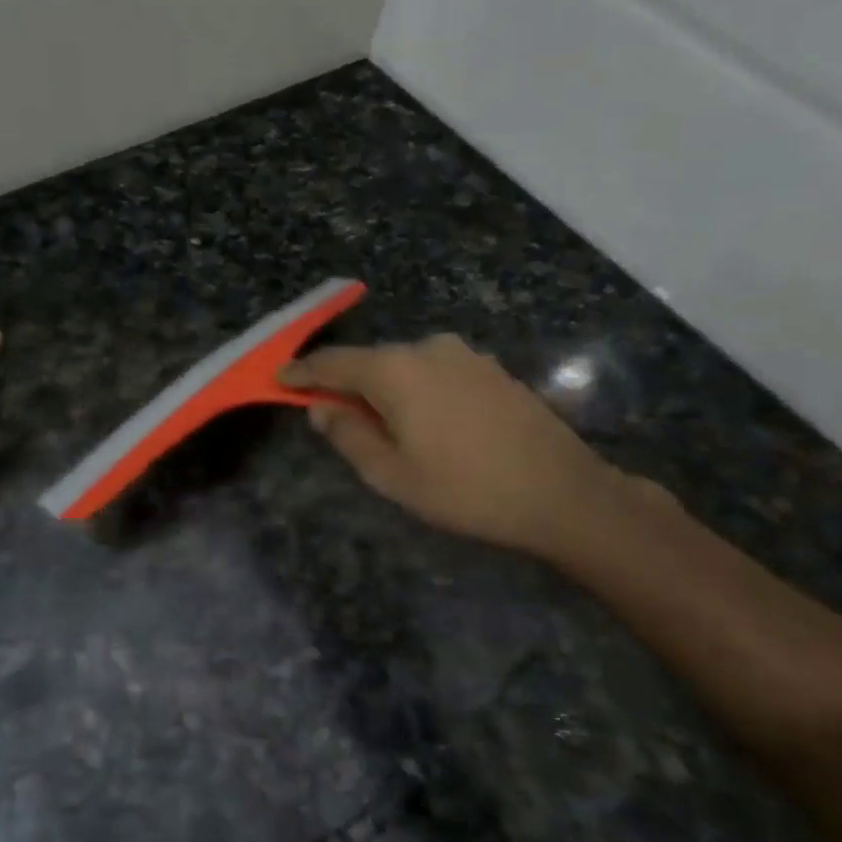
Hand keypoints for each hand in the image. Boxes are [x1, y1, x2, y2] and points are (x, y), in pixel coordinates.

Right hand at [284, 335, 628, 558]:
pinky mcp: (491, 369)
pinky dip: (418, 391)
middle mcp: (428, 348)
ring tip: (388, 431)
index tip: (279, 379)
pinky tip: (430, 425)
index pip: (333, 363)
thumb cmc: (465, 490)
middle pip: (370, 362)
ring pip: (406, 367)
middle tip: (335, 420)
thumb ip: (347, 435)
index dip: (303, 372)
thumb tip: (322, 410)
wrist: (562, 493)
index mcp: (396, 370)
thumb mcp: (391, 474)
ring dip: (386, 391)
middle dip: (347, 386)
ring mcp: (465, 355)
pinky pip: (436, 373)